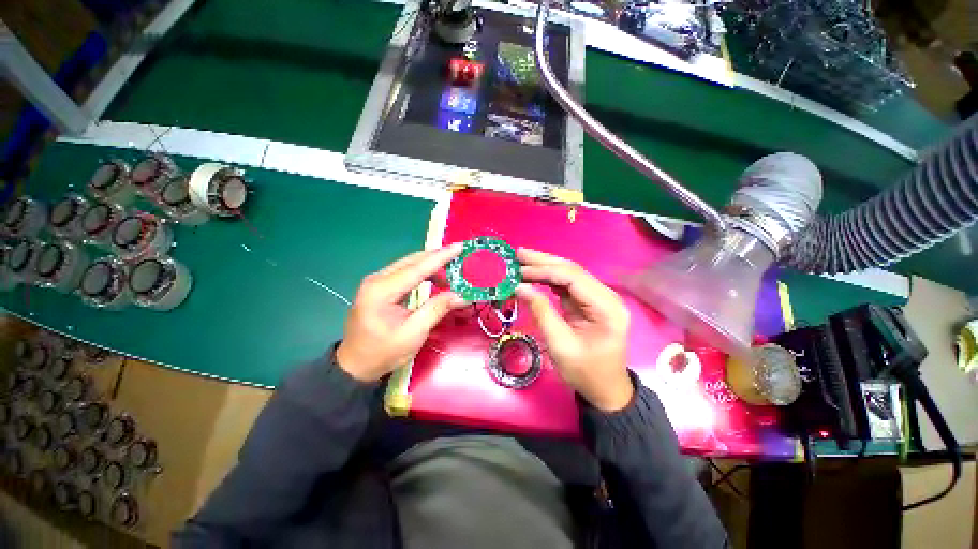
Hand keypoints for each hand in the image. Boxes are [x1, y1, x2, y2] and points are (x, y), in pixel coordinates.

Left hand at [336, 244, 466, 381]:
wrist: (355, 365)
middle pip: (412, 261)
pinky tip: (434, 282)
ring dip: (430, 267)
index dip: (441, 257)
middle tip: (460, 260)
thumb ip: (437, 309)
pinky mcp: (379, 286)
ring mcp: (376, 281)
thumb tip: (462, 295)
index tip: (460, 247)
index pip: (417, 268)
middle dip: (437, 259)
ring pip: (409, 265)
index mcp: (382, 290)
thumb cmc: (383, 352)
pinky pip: (404, 273)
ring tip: (450, 277)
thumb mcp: (414, 333)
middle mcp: (377, 279)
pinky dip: (422, 274)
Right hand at [515, 248, 632, 411]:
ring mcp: (598, 298)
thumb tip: (520, 287)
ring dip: (545, 266)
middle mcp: (606, 296)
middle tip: (518, 253)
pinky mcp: (589, 302)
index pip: (573, 278)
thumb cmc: (585, 372)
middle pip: (572, 271)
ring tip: (522, 260)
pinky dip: (549, 278)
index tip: (520, 270)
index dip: (545, 271)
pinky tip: (534, 274)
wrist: (605, 390)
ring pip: (569, 274)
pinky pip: (567, 285)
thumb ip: (541, 312)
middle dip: (544, 261)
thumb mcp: (560, 345)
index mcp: (606, 308)